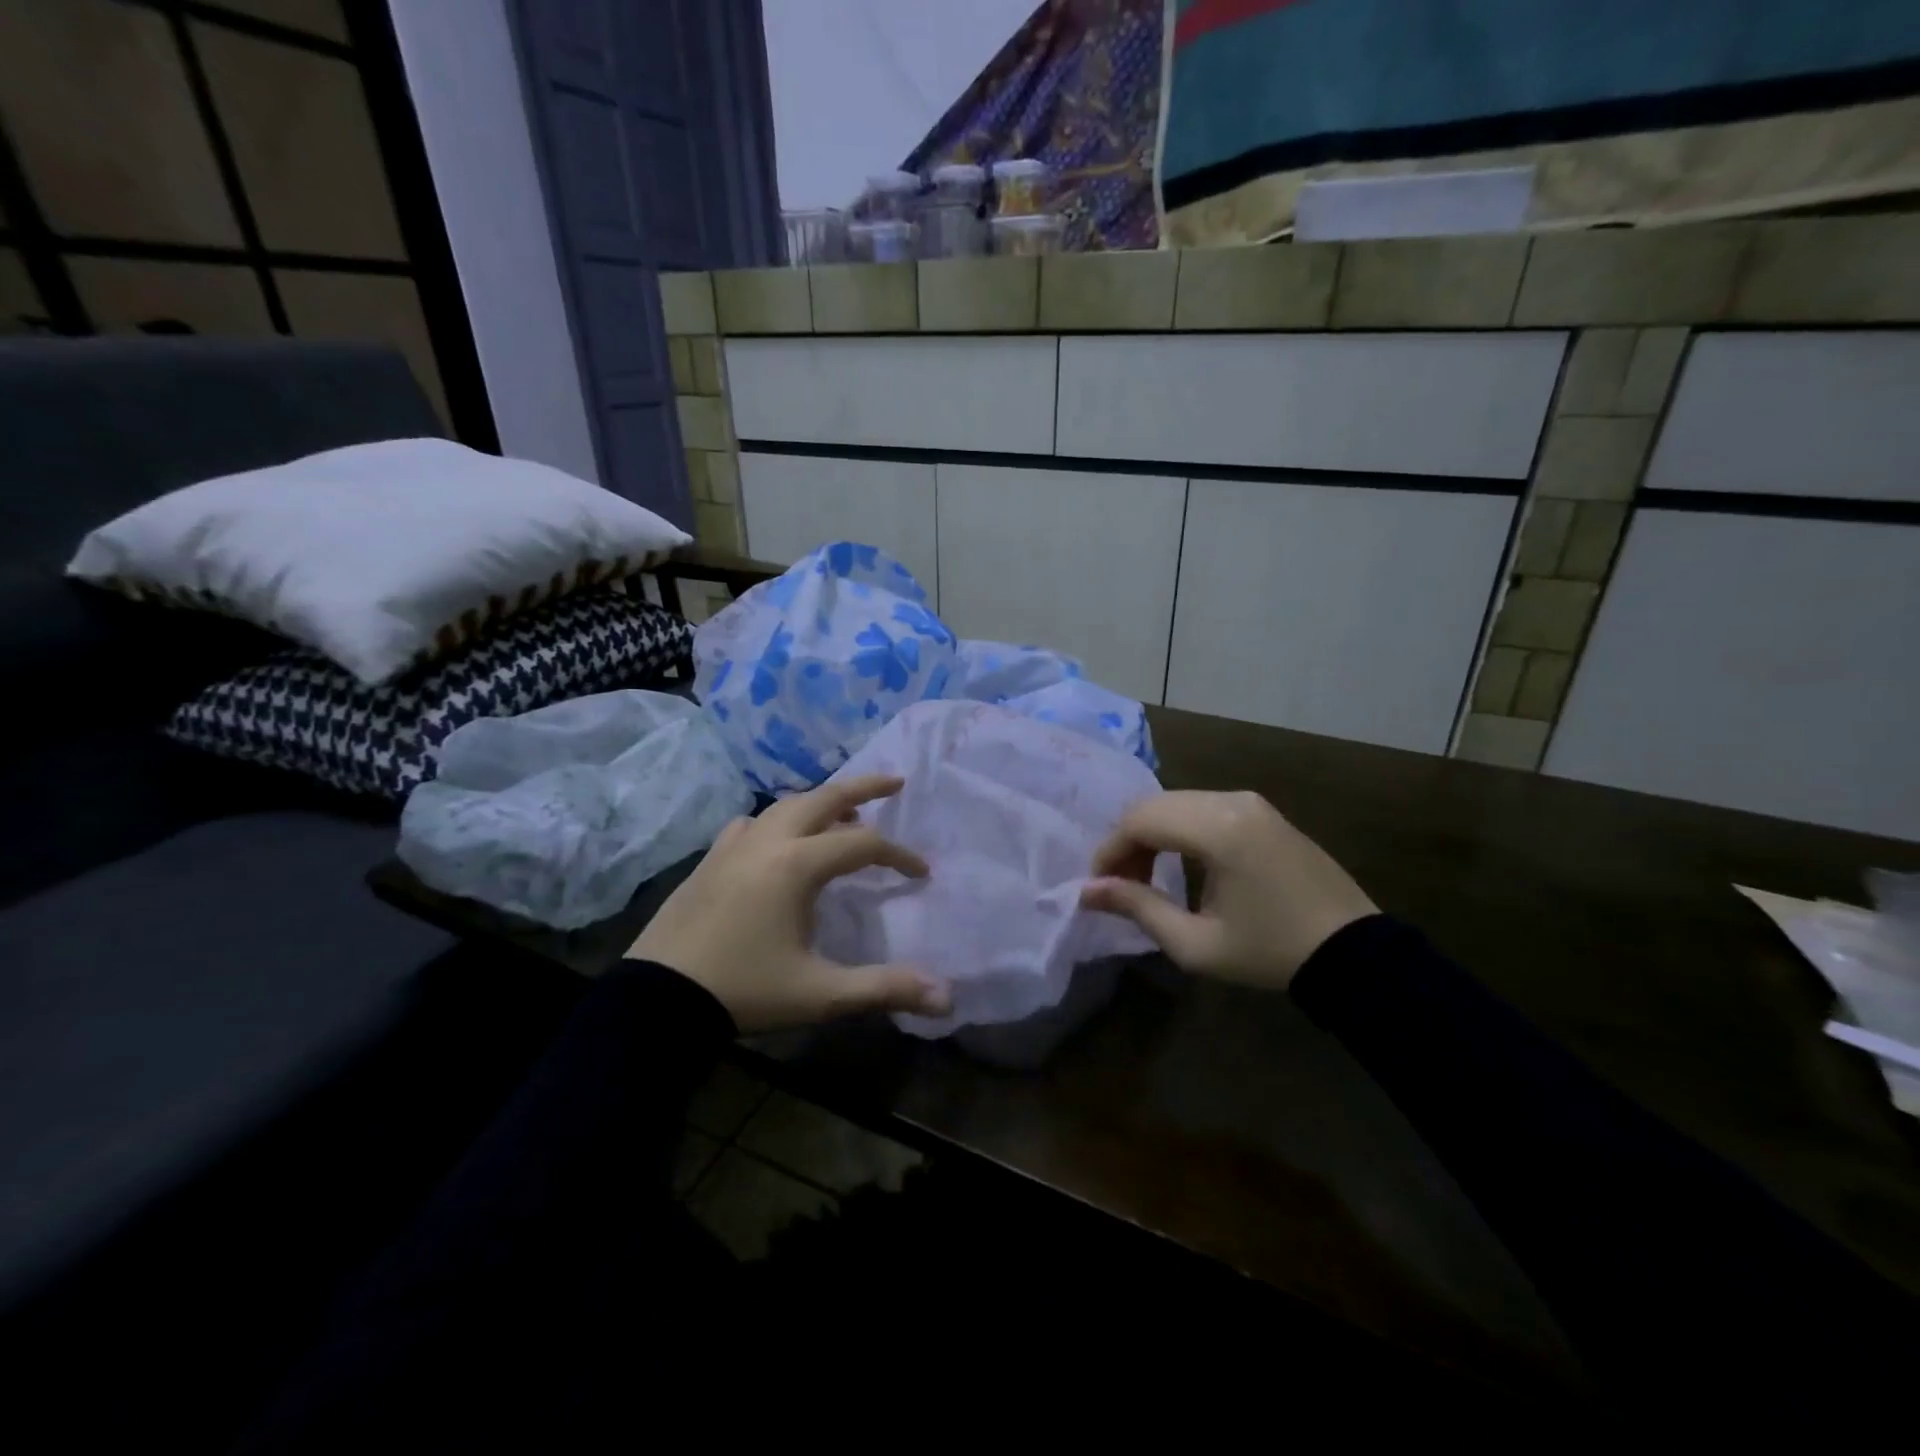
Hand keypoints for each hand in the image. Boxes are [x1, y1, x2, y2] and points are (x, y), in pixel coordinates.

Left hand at [628, 774, 950, 1032]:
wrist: (657, 1000)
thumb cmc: (744, 991)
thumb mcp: (820, 993)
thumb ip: (884, 989)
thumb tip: (947, 998)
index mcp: (796, 864)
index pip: (863, 844)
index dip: (899, 855)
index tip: (922, 874)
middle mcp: (767, 841)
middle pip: (824, 798)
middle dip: (864, 787)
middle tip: (895, 782)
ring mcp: (733, 846)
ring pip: (786, 806)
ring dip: (821, 803)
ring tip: (844, 814)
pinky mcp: (710, 860)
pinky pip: (752, 823)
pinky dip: (778, 820)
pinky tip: (778, 839)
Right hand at [1081, 790, 1377, 990]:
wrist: (1354, 952)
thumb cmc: (1270, 953)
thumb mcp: (1196, 944)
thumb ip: (1138, 908)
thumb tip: (1087, 891)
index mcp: (1219, 830)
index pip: (1140, 821)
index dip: (1110, 851)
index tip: (1098, 886)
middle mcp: (1232, 801)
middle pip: (1154, 806)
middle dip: (1127, 841)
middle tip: (1121, 884)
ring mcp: (1250, 801)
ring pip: (1176, 802)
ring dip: (1151, 833)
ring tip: (1147, 877)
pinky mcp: (1261, 810)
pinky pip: (1202, 807)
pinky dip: (1178, 828)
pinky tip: (1179, 862)